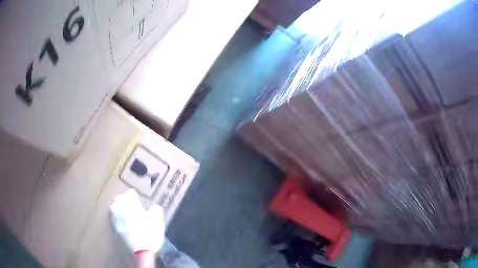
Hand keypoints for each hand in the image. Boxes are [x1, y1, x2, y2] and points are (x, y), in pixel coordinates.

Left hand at [110, 189, 164, 253]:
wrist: (142, 251)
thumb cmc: (150, 234)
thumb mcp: (158, 221)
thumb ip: (156, 211)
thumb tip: (155, 207)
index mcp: (132, 205)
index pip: (130, 194)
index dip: (135, 195)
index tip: (137, 198)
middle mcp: (122, 209)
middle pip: (119, 198)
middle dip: (124, 199)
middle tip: (129, 203)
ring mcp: (117, 219)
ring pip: (114, 206)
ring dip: (118, 206)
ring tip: (123, 209)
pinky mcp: (116, 228)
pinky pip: (113, 217)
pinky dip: (116, 216)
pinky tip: (121, 219)